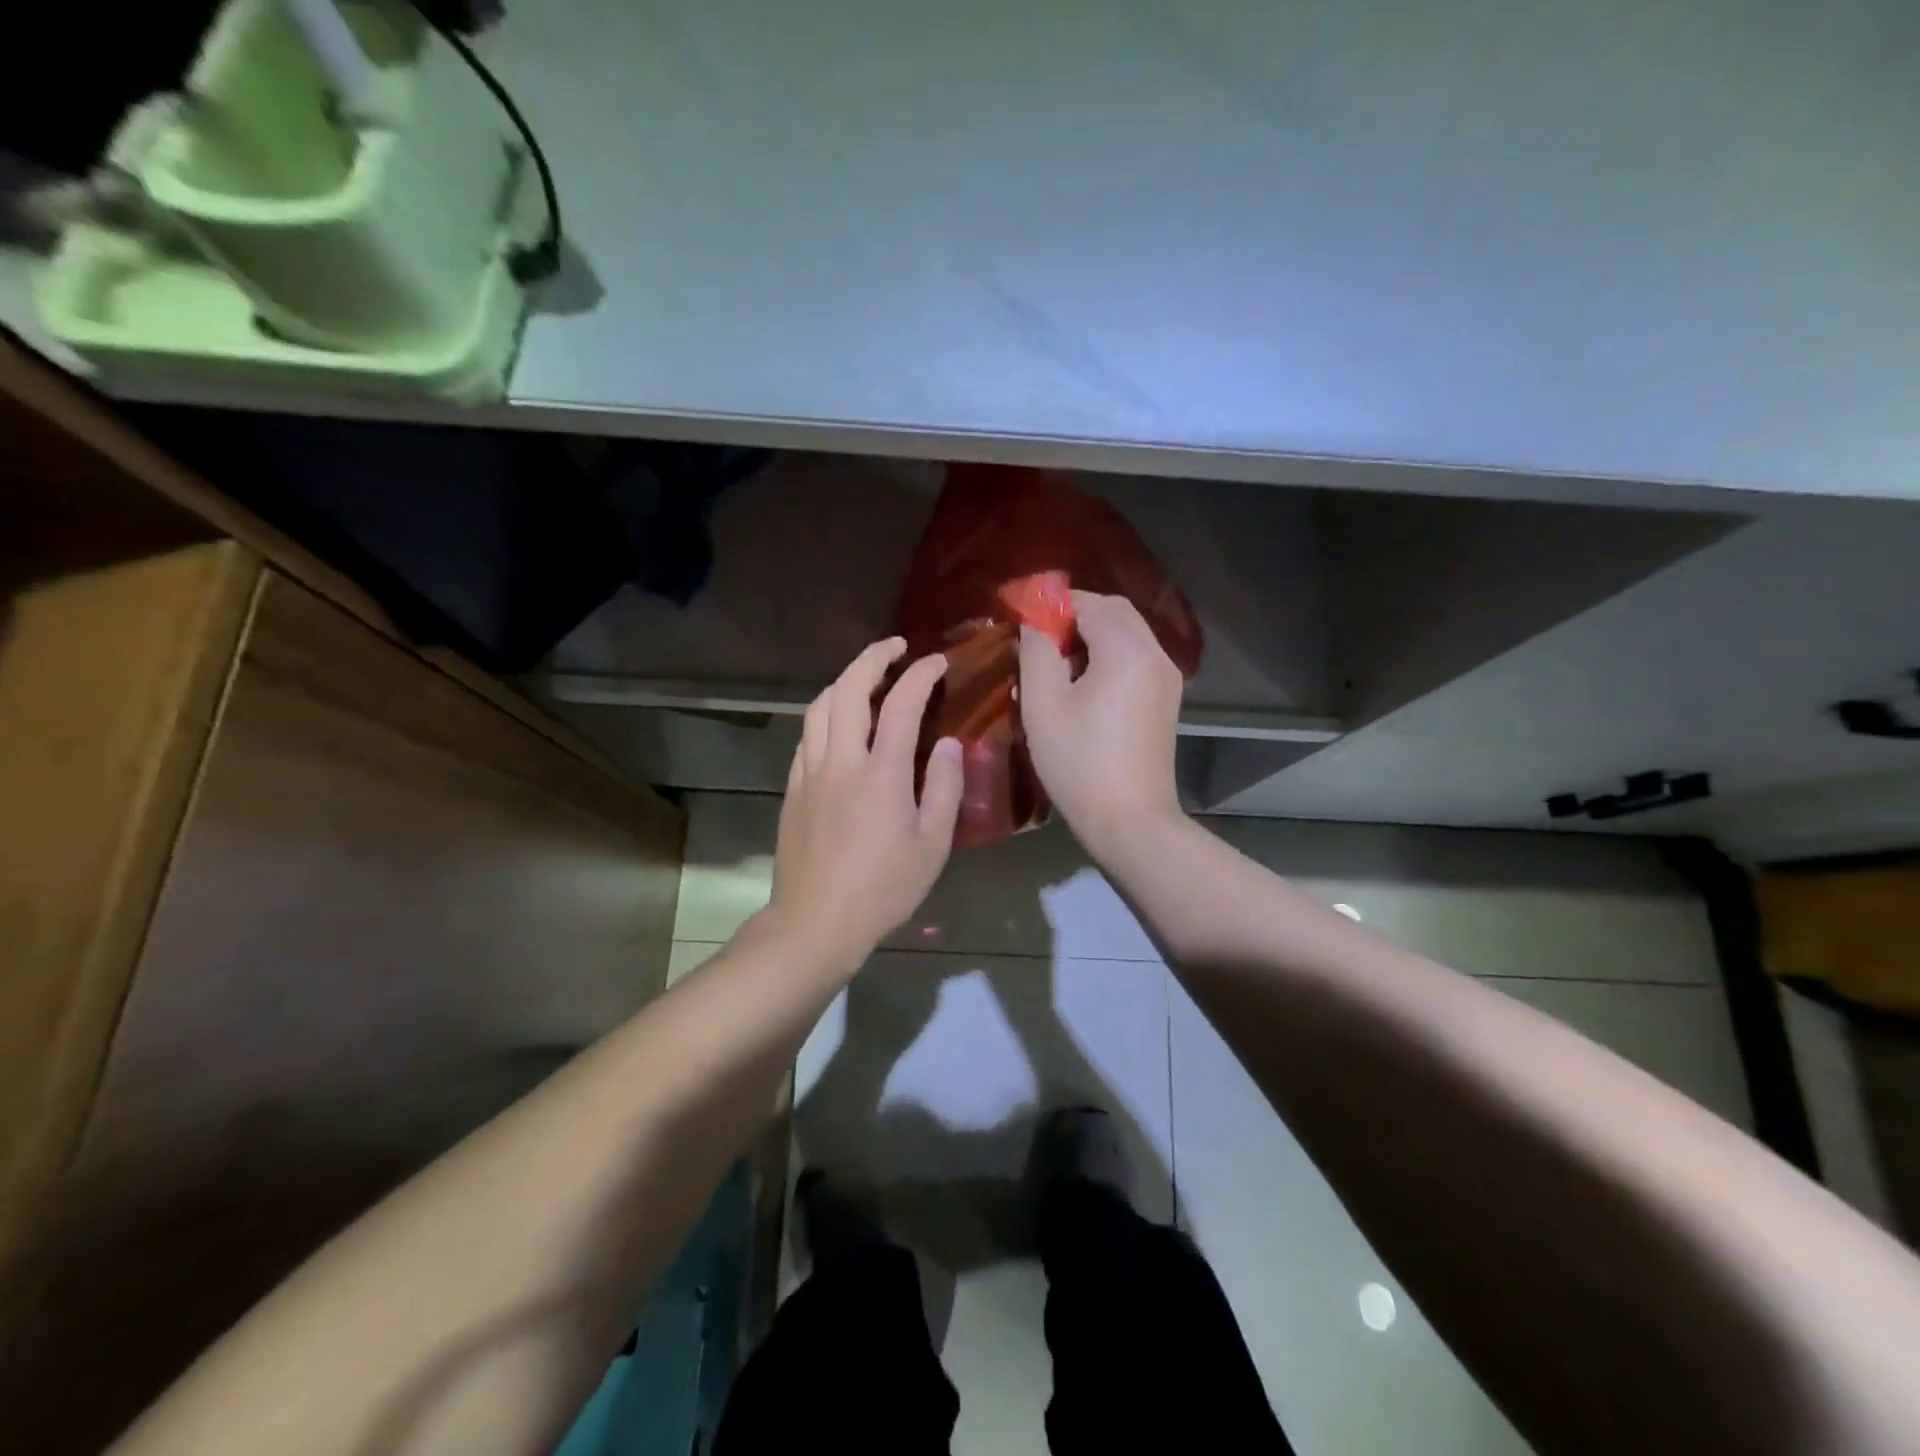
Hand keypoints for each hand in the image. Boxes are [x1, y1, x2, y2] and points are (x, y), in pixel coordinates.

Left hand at [765, 638, 963, 970]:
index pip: (900, 705)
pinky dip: (825, 714)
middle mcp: (840, 761)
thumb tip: (946, 743)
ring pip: (819, 707)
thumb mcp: (932, 844)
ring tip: (866, 676)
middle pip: (848, 690)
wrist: (815, 922)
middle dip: (872, 658)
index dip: (920, 675)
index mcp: (880, 774)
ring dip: (844, 681)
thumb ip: (942, 787)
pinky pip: (807, 735)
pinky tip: (839, 724)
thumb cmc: (883, 889)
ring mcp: (810, 773)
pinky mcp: (793, 789)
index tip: (937, 661)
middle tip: (895, 647)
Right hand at [1019, 590, 1185, 858]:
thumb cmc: (1079, 762)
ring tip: (1056, 663)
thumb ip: (1037, 651)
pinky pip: (1136, 659)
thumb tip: (1035, 623)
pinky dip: (1109, 656)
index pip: (1090, 603)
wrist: (1130, 821)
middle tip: (1039, 638)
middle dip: (1076, 616)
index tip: (1023, 616)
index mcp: (1127, 650)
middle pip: (1115, 612)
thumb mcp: (1043, 704)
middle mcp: (1155, 655)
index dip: (1054, 604)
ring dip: (1093, 636)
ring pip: (1128, 635)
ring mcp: (1167, 679)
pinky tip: (1083, 684)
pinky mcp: (1166, 701)